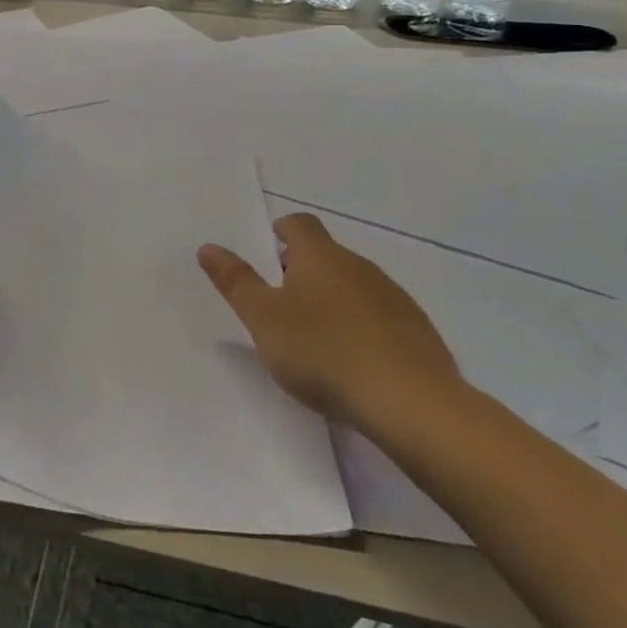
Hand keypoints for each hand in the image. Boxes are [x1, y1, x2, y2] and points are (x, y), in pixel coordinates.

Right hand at [198, 214, 462, 438]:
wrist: (411, 403)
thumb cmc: (324, 353)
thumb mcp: (264, 320)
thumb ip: (236, 282)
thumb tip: (208, 247)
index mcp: (320, 256)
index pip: (299, 224)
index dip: (281, 232)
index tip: (268, 253)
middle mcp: (359, 266)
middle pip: (326, 255)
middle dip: (302, 272)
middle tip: (281, 305)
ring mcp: (394, 297)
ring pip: (354, 286)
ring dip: (333, 301)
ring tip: (316, 340)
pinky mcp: (418, 331)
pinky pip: (381, 317)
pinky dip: (362, 328)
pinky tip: (355, 363)